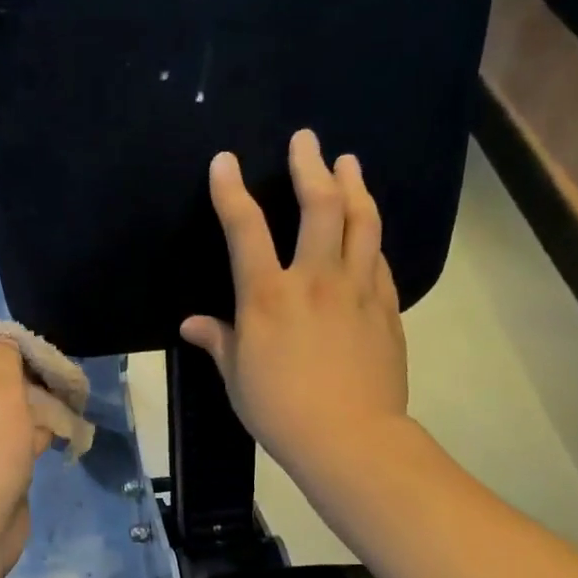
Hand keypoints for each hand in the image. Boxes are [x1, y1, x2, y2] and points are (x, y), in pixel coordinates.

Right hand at [181, 129, 409, 476]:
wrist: (349, 438)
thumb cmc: (280, 410)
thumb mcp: (237, 377)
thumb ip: (217, 341)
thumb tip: (191, 324)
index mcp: (267, 296)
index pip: (245, 228)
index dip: (231, 190)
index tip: (225, 161)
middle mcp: (315, 280)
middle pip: (319, 205)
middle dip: (310, 165)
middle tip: (306, 140)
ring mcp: (357, 290)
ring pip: (362, 221)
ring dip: (354, 185)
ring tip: (349, 162)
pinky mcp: (386, 307)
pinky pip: (380, 260)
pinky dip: (371, 237)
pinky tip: (368, 230)